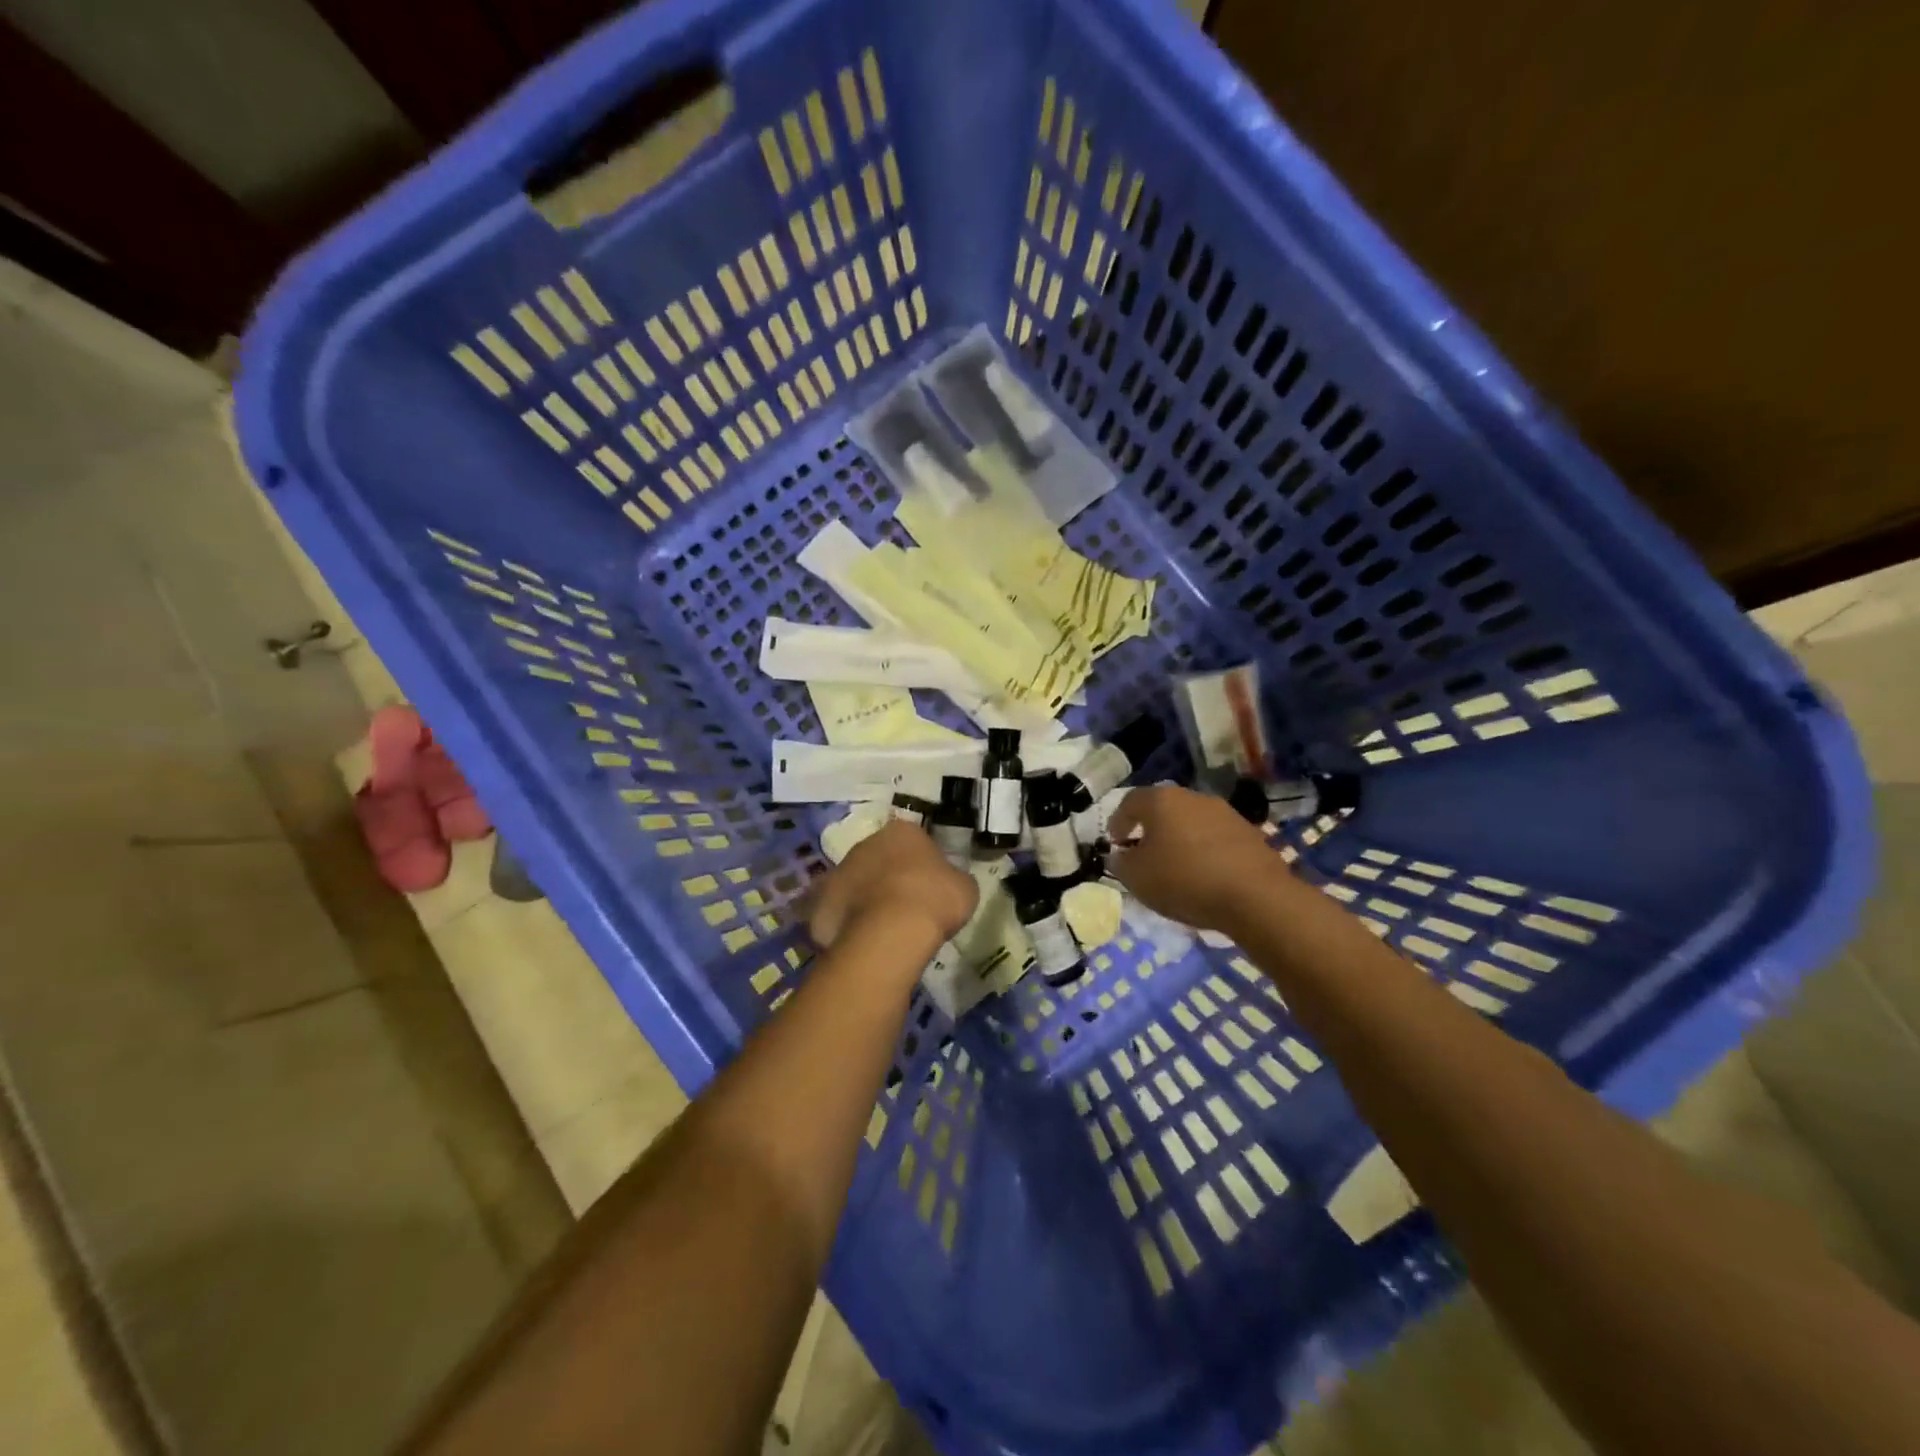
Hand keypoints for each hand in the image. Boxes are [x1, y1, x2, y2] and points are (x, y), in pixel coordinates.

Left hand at [808, 821, 977, 949]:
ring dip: (866, 897)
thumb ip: (953, 878)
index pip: (914, 839)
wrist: (892, 932)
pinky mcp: (821, 902)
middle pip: (880, 857)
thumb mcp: (964, 887)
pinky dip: (847, 922)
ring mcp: (840, 870)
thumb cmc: (934, 900)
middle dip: (890, 876)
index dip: (922, 862)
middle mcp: (867, 843)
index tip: (930, 884)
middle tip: (906, 905)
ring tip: (884, 927)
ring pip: (856, 882)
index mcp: (903, 831)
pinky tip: (863, 941)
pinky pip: (838, 911)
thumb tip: (948, 883)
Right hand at [1108, 786, 1284, 931]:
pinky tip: (1204, 876)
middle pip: (1163, 809)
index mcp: (1161, 800)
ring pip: (1191, 823)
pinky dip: (1204, 852)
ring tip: (1175, 868)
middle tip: (1143, 854)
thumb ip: (1121, 863)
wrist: (1256, 897)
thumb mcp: (1137, 878)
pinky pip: (1215, 839)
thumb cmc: (1184, 880)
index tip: (1115, 843)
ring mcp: (1225, 813)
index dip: (1118, 822)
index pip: (1130, 802)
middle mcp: (1193, 797)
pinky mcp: (1250, 834)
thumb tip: (1121, 856)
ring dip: (1180, 840)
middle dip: (1151, 829)